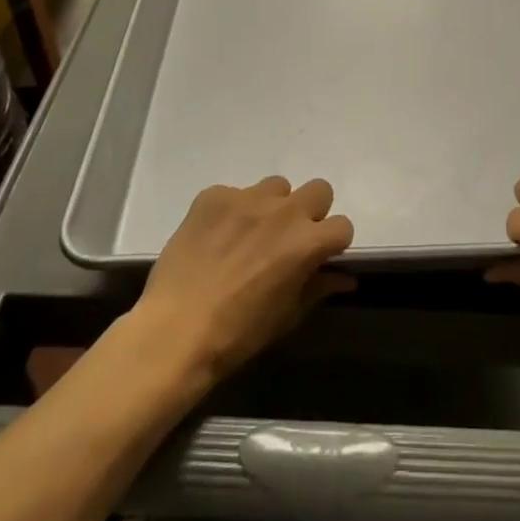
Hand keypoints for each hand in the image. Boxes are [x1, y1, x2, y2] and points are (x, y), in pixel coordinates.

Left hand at [132, 177, 354, 385]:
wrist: (175, 331)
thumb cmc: (237, 334)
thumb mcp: (286, 317)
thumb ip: (318, 288)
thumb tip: (344, 279)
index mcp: (307, 242)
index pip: (342, 225)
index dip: (332, 243)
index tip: (318, 257)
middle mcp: (284, 211)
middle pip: (318, 189)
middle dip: (310, 212)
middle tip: (288, 239)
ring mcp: (247, 197)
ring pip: (276, 186)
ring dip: (272, 206)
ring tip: (249, 234)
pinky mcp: (214, 195)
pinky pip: (233, 193)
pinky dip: (231, 211)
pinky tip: (215, 237)